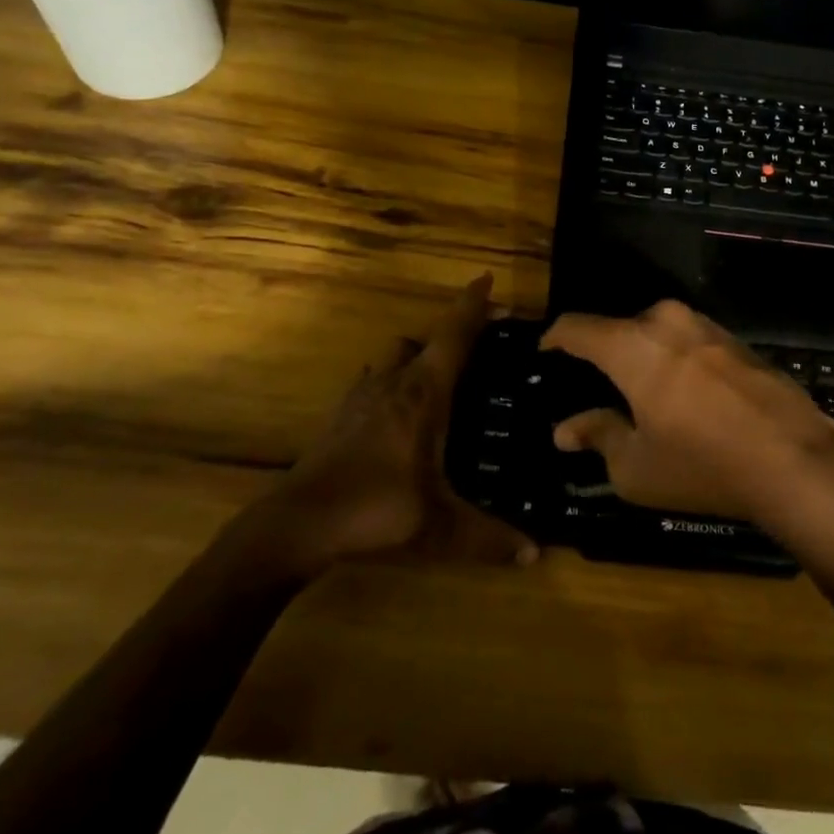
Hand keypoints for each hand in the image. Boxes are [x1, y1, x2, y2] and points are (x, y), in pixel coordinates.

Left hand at [262, 275, 538, 572]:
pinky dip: (391, 380)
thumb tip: (536, 555)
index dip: (472, 304)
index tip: (487, 278)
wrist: (296, 524)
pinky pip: (373, 380)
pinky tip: (398, 410)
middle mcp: (393, 383)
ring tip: (440, 380)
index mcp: (423, 394)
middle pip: (423, 339)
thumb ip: (489, 539)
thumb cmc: (374, 510)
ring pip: (393, 356)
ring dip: (417, 355)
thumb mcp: (438, 528)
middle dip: (451, 333)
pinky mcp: (340, 415)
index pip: (453, 336)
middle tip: (478, 346)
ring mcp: (361, 396)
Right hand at [541, 301, 833, 521]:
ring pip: (657, 334)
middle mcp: (667, 321)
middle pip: (619, 329)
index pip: (576, 327)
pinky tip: (685, 398)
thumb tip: (565, 429)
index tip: (545, 354)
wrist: (797, 462)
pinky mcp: (736, 340)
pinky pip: (689, 343)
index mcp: (632, 344)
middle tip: (597, 390)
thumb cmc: (703, 465)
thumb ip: (597, 436)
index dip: (554, 339)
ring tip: (643, 396)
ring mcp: (707, 326)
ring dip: (644, 358)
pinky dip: (676, 362)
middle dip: (604, 355)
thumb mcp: (636, 466)